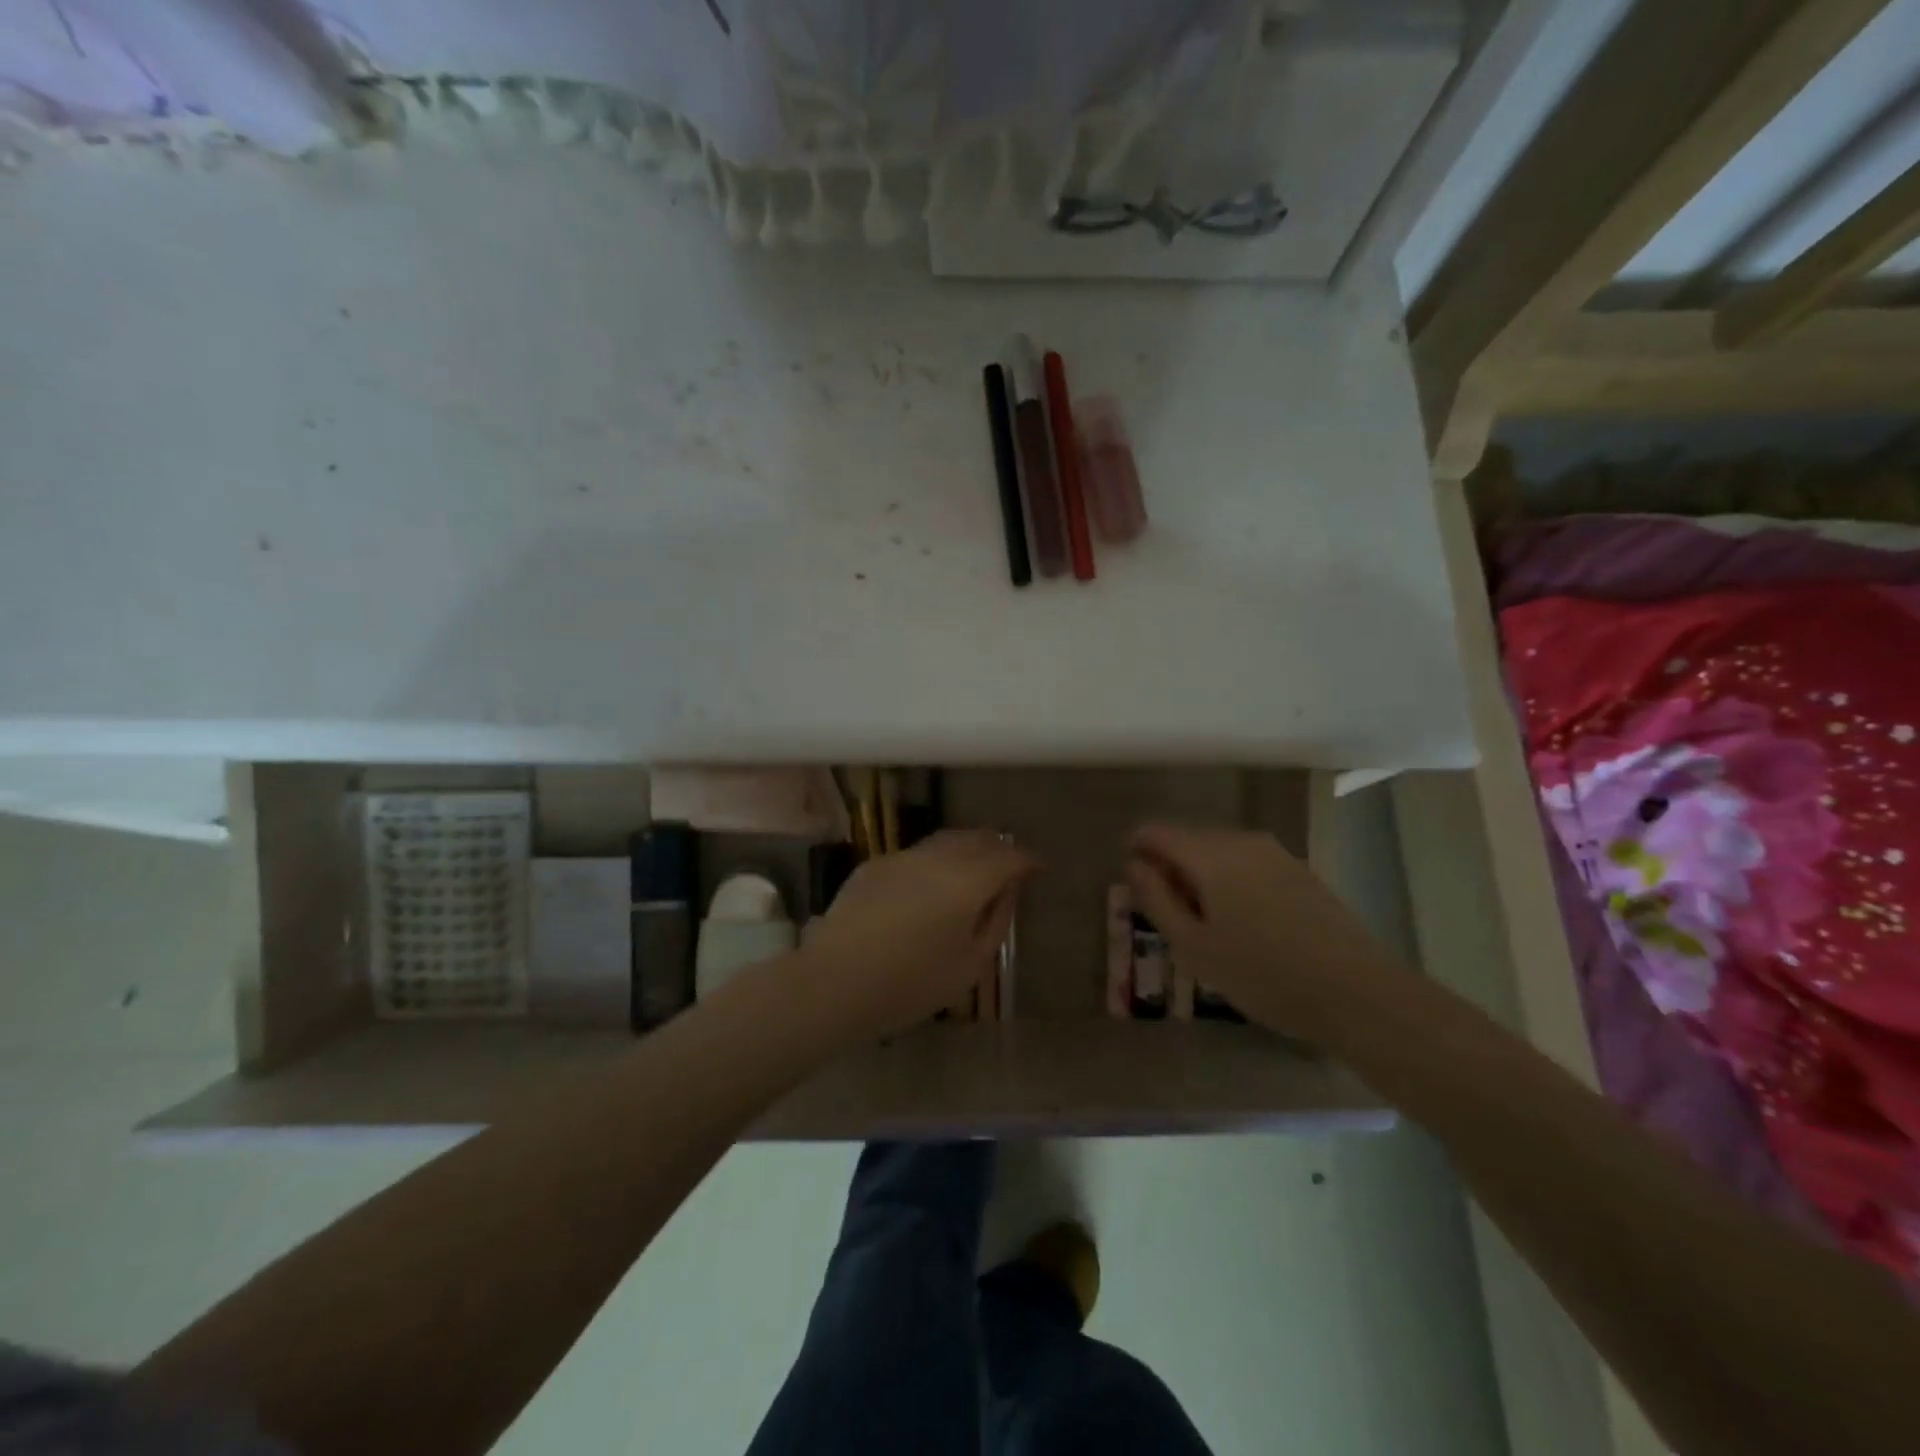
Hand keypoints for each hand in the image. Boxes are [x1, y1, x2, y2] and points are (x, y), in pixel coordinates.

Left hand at [800, 830, 1036, 1045]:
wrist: (834, 981)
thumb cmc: (910, 983)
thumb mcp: (969, 965)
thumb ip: (996, 921)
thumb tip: (1008, 891)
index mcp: (968, 880)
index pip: (1009, 856)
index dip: (1028, 859)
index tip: (1039, 869)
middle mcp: (937, 857)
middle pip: (977, 838)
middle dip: (999, 847)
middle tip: (1009, 865)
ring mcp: (902, 856)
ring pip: (945, 840)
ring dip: (967, 849)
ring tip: (974, 869)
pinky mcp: (875, 865)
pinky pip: (917, 855)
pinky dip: (935, 861)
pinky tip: (929, 884)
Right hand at [1123, 823, 1406, 1046]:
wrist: (1356, 992)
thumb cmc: (1262, 974)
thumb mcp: (1194, 946)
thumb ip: (1157, 899)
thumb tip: (1134, 864)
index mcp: (1210, 854)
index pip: (1156, 832)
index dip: (1136, 850)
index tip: (1133, 883)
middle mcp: (1241, 840)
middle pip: (1189, 838)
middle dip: (1170, 866)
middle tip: (1168, 914)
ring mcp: (1275, 853)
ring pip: (1220, 851)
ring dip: (1201, 874)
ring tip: (1204, 922)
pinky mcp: (1299, 870)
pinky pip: (1247, 862)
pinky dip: (1231, 880)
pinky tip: (1242, 921)